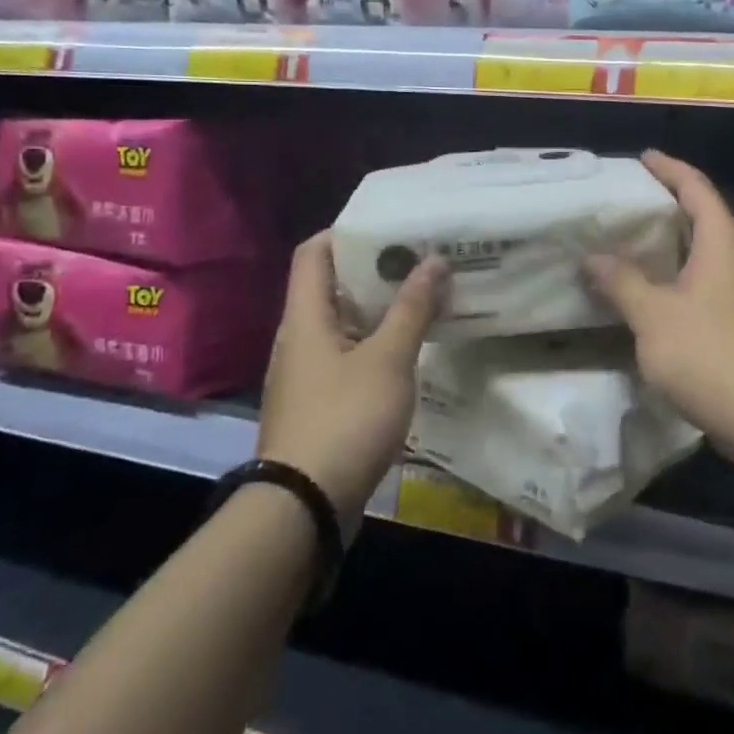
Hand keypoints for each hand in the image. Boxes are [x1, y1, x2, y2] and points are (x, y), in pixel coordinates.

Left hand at [260, 232, 445, 521]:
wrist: (304, 507)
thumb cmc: (345, 419)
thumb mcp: (388, 360)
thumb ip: (412, 309)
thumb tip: (434, 260)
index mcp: (305, 318)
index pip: (314, 253)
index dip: (346, 232)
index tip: (390, 226)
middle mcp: (299, 339)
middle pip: (332, 287)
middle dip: (376, 270)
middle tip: (422, 259)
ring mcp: (307, 374)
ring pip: (344, 324)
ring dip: (381, 309)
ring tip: (425, 297)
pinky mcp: (319, 403)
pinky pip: (348, 356)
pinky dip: (377, 343)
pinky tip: (411, 350)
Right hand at [586, 151, 733, 444]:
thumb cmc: (707, 352)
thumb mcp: (652, 315)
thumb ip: (621, 281)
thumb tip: (593, 258)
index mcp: (724, 239)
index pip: (695, 187)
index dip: (669, 169)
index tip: (643, 158)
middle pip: (706, 215)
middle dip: (671, 204)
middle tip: (632, 203)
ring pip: (712, 249)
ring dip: (679, 242)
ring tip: (639, 244)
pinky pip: (715, 277)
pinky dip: (687, 272)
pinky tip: (662, 291)